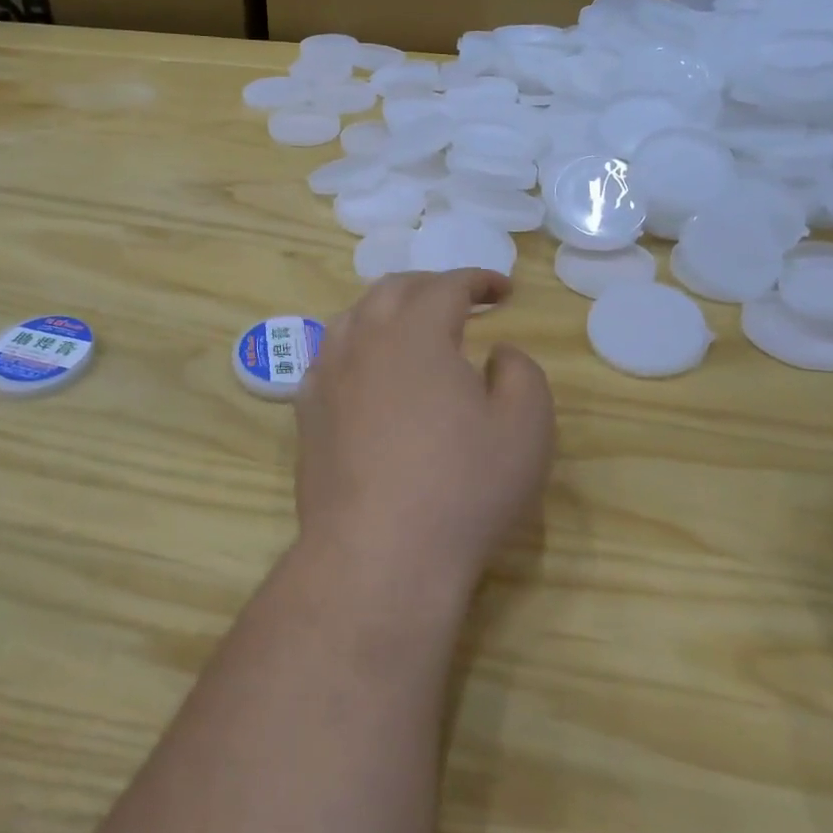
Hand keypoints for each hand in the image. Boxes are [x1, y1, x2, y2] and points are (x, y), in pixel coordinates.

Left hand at [294, 270, 554, 598]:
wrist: (378, 553)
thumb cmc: (462, 488)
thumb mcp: (525, 428)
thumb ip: (521, 373)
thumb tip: (497, 352)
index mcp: (415, 333)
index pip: (447, 285)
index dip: (478, 280)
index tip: (503, 291)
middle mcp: (364, 340)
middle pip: (393, 289)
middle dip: (431, 286)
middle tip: (460, 300)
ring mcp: (327, 375)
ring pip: (353, 317)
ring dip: (388, 309)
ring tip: (411, 326)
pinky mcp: (306, 412)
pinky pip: (329, 357)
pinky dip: (356, 346)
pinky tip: (366, 370)